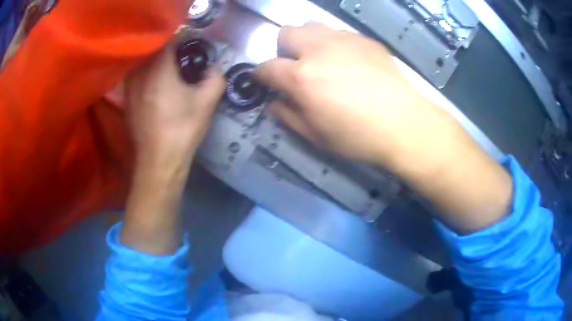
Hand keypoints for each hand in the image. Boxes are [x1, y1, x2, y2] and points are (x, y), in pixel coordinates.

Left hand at [126, 43, 224, 167]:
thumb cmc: (182, 129)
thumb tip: (214, 68)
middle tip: (184, 59)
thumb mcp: (207, 102)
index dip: (185, 38)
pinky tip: (158, 87)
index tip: (195, 45)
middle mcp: (140, 73)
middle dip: (171, 50)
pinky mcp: (127, 101)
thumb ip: (215, 77)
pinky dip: (148, 75)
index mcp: (159, 68)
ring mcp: (130, 88)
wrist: (158, 162)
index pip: (171, 39)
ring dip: (158, 62)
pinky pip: (137, 77)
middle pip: (156, 49)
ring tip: (171, 71)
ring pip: (144, 63)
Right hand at [256, 23, 437, 164]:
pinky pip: (338, 32)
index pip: (267, 67)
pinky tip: (348, 61)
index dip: (260, 74)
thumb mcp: (316, 135)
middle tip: (296, 67)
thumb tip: (273, 103)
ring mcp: (343, 40)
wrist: (404, 124)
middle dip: (283, 49)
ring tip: (321, 59)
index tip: (264, 81)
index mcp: (301, 76)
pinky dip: (333, 43)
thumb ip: (288, 116)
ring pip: (311, 26)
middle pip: (286, 33)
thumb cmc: (358, 136)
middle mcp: (318, 49)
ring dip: (307, 40)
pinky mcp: (364, 39)